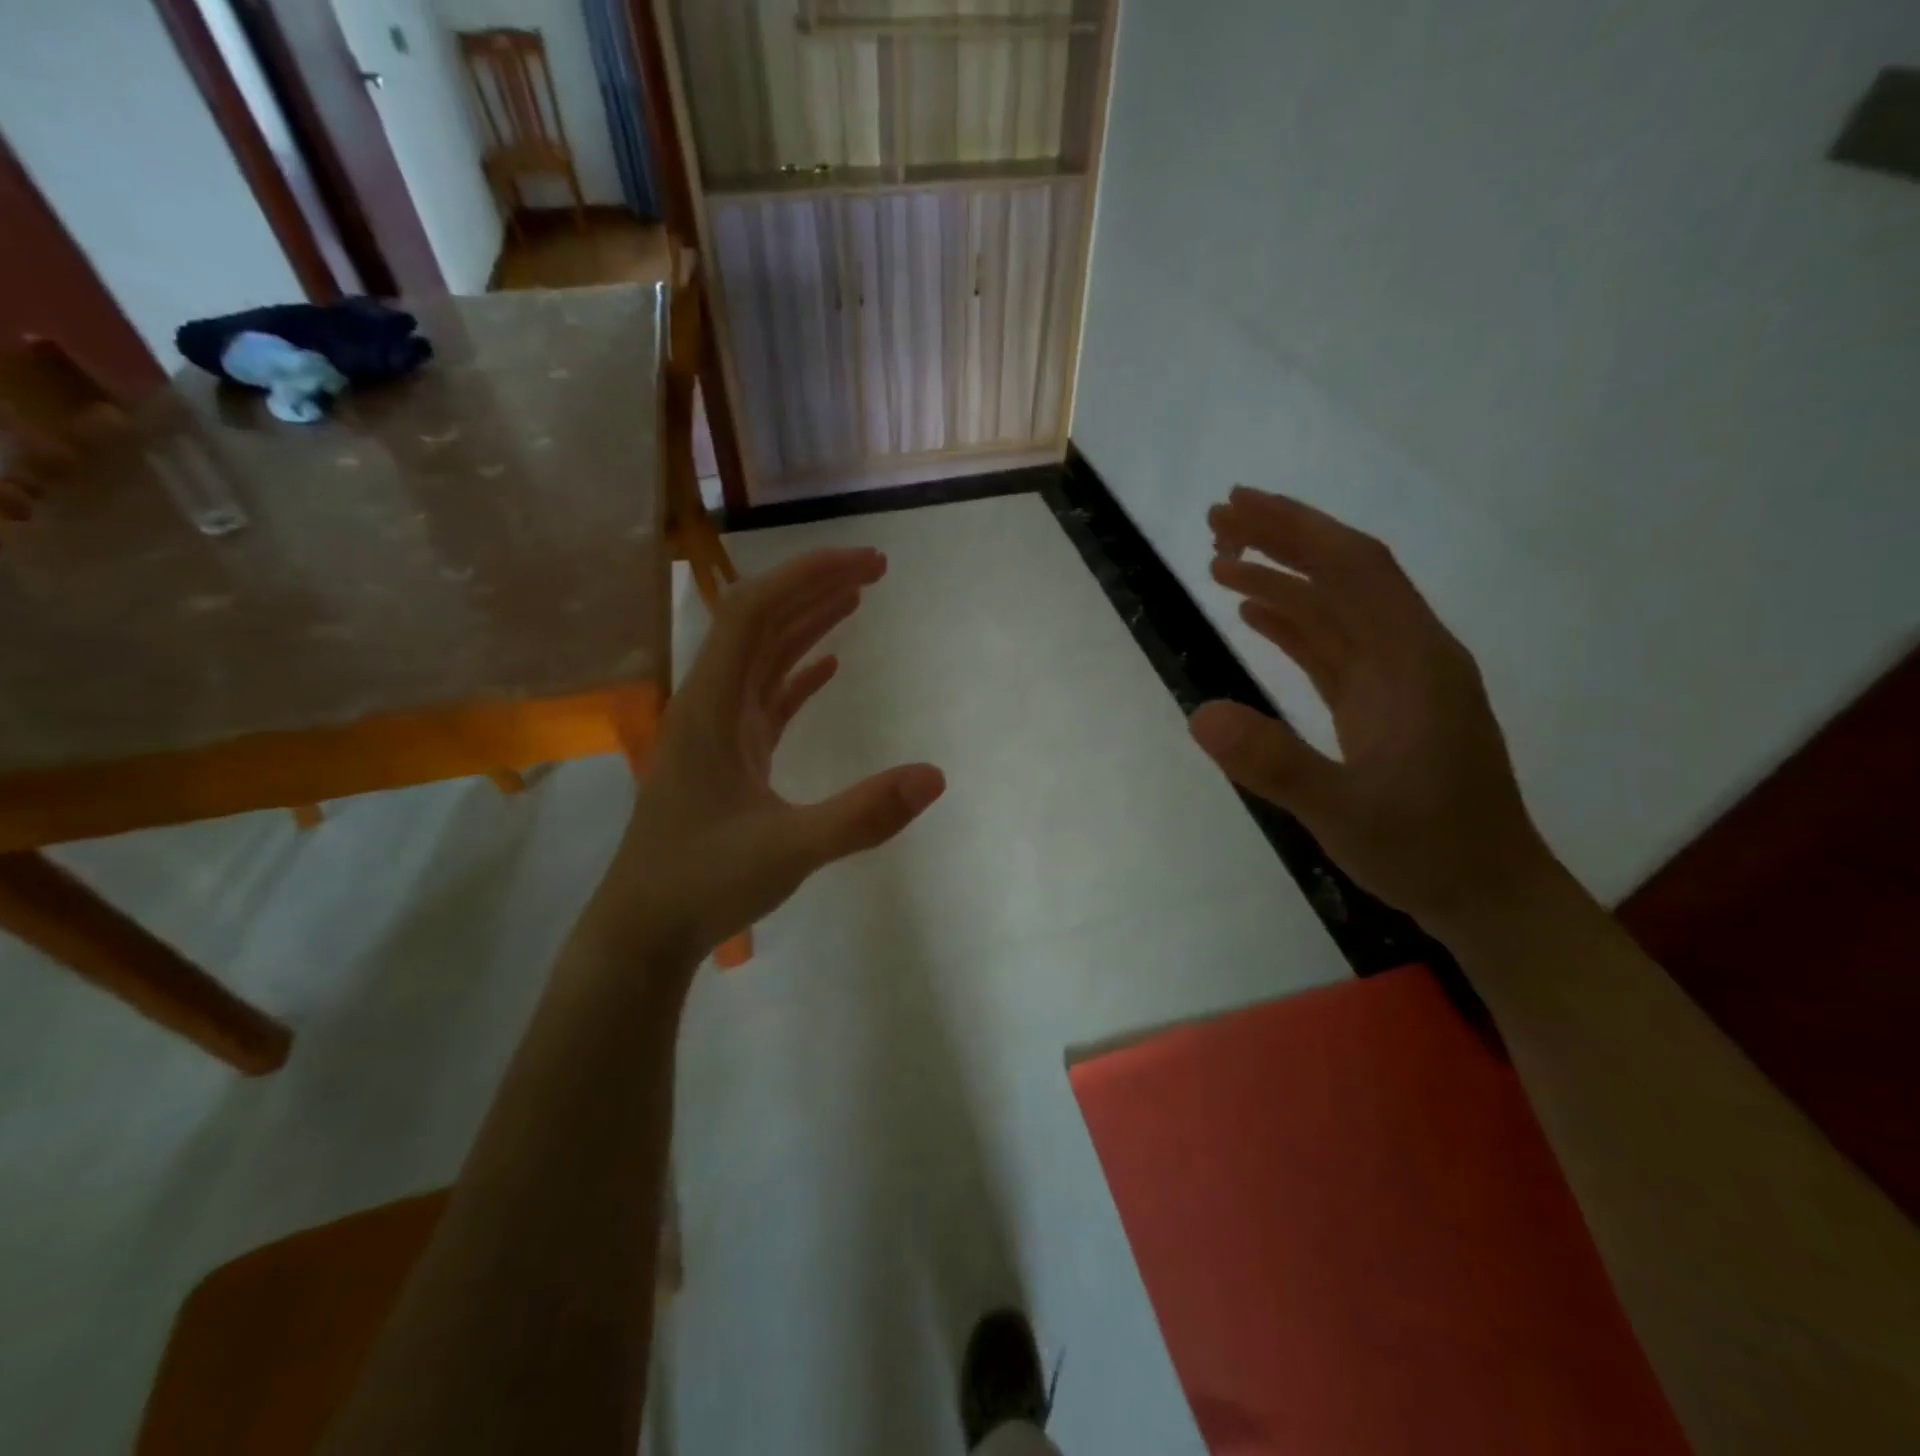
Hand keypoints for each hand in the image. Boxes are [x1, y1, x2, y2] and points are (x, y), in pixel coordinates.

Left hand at [610, 547, 945, 963]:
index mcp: (712, 707)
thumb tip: (935, 777)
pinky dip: (798, 673)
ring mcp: (718, 731)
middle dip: (815, 587)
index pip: (753, 612)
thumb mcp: (789, 851)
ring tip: (857, 598)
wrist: (644, 931)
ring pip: (762, 657)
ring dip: (807, 623)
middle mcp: (710, 705)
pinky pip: (766, 698)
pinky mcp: (729, 757)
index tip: (864, 564)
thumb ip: (862, 815)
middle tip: (875, 570)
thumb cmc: (704, 884)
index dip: (807, 576)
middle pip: (759, 622)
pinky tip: (829, 665)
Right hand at [1189, 487, 1556, 936]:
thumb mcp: (1344, 813)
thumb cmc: (1425, 851)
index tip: (1236, 507)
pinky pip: (1333, 647)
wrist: (1486, 894)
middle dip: (1283, 539)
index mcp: (1415, 661)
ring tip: (1218, 563)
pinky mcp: (1382, 705)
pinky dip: (1293, 624)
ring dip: (1282, 580)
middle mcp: (1411, 655)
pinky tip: (1255, 616)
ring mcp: (1398, 680)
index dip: (1295, 529)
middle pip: (1345, 574)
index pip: (1353, 569)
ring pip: (1336, 608)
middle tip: (1216, 521)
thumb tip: (1198, 715)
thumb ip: (1275, 764)